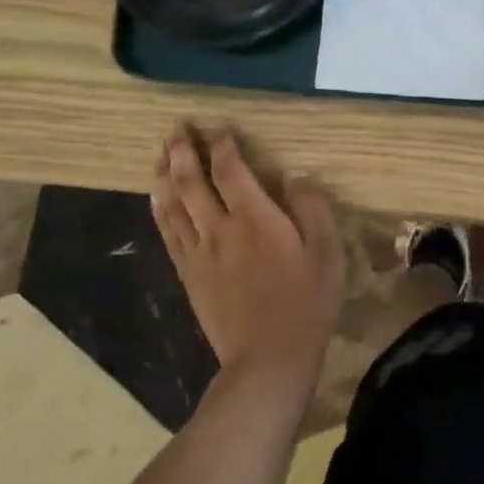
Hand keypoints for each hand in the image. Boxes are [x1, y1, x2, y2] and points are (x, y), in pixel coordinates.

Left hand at [150, 123, 344, 387]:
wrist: (269, 357)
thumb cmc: (307, 301)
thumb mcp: (327, 250)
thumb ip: (311, 206)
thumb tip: (293, 173)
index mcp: (255, 218)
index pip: (230, 169)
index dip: (222, 145)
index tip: (221, 128)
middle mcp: (219, 228)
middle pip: (190, 180)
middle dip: (183, 149)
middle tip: (178, 126)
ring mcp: (198, 252)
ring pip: (170, 203)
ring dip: (163, 172)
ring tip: (160, 150)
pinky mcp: (188, 273)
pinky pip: (167, 231)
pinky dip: (158, 207)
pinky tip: (156, 196)